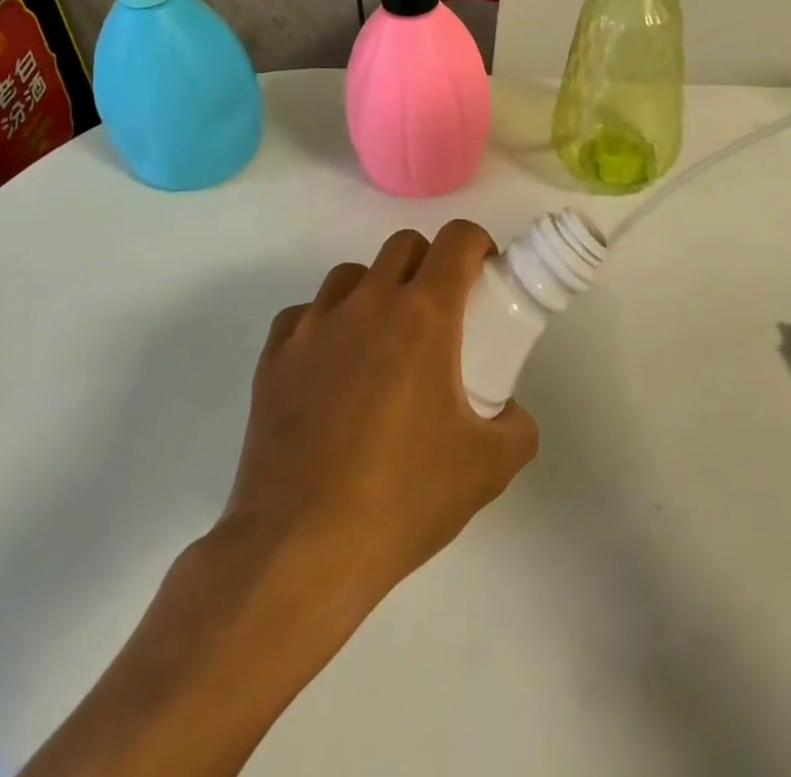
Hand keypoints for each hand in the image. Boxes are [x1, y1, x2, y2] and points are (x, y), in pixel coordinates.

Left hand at [222, 221, 538, 604]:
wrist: (299, 550)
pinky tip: (331, 371)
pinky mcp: (274, 357)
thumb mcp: (488, 468)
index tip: (484, 276)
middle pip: (404, 245)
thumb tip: (507, 411)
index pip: (457, 239)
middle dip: (429, 264)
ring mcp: (313, 326)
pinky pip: (306, 315)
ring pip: (351, 275)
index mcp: (424, 315)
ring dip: (375, 292)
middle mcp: (367, 303)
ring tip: (381, 344)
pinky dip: (326, 326)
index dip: (478, 245)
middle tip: (439, 314)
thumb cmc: (402, 498)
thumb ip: (516, 427)